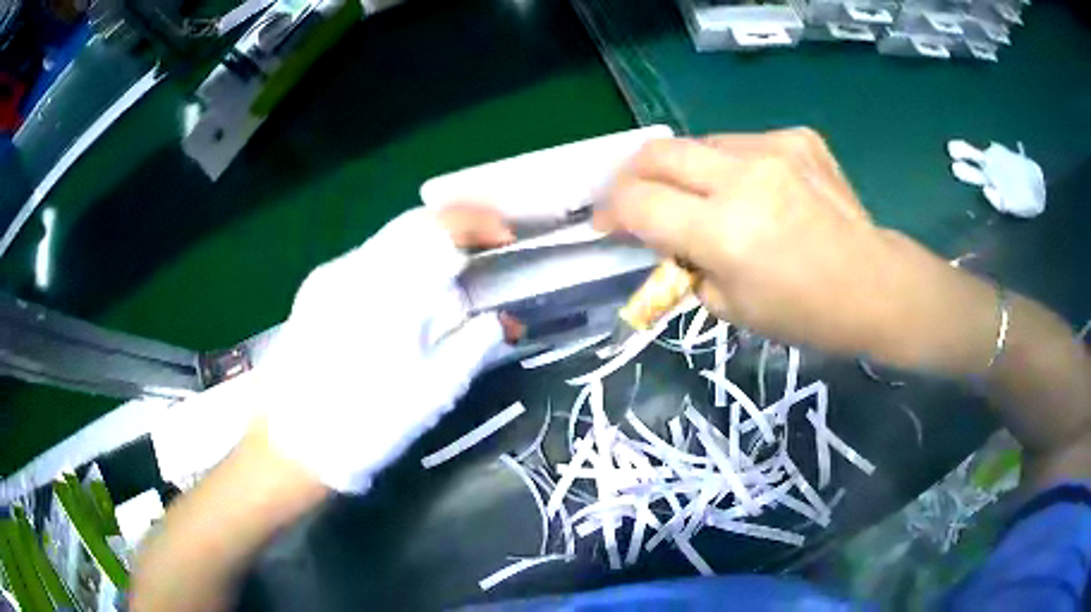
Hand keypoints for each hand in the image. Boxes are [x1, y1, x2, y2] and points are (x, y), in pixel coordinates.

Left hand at [255, 205, 514, 492]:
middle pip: (413, 222)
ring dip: (426, 248)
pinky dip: (398, 265)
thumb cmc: (367, 423)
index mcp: (389, 292)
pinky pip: (367, 260)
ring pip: (389, 240)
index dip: (478, 223)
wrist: (293, 444)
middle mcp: (355, 269)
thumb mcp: (433, 394)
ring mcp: (330, 276)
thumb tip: (499, 320)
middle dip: (454, 230)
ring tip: (448, 280)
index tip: (505, 240)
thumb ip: (472, 347)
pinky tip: (404, 300)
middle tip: (483, 253)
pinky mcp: (315, 290)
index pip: (439, 228)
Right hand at [595, 129, 996, 371]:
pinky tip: (751, 189)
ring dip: (685, 170)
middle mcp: (744, 177)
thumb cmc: (805, 313)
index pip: (638, 203)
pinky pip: (742, 142)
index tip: (604, 223)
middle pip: (658, 152)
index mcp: (724, 231)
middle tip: (634, 198)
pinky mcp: (798, 138)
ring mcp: (774, 149)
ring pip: (699, 142)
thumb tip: (662, 239)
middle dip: (632, 175)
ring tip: (699, 197)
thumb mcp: (732, 308)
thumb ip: (685, 266)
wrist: (875, 284)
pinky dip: (730, 165)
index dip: (610, 211)